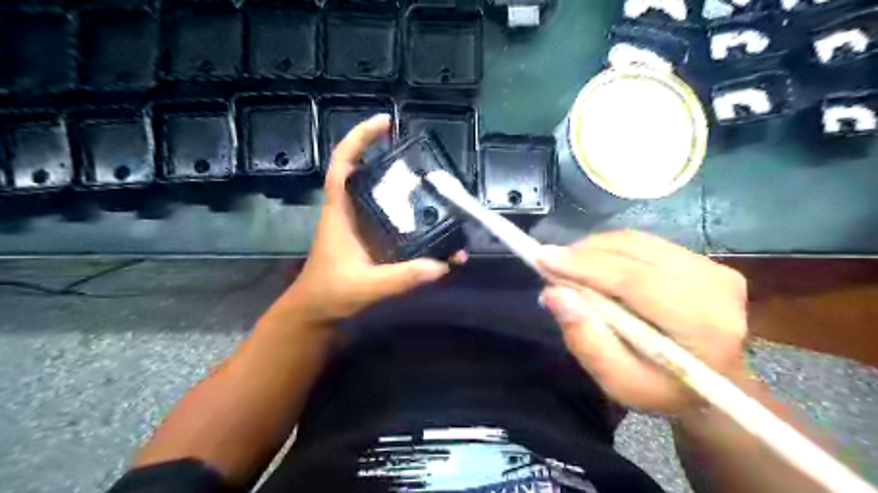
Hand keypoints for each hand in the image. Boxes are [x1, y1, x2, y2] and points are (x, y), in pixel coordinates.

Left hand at [271, 115, 454, 327]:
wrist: (316, 312)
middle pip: (366, 173)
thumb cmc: (330, 294)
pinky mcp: (369, 238)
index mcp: (340, 212)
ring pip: (379, 194)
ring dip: (402, 186)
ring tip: (432, 186)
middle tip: (422, 158)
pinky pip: (390, 216)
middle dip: (389, 158)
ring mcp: (360, 225)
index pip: (342, 165)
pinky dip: (408, 213)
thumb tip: (442, 265)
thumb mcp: (366, 286)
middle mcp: (350, 211)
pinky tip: (428, 219)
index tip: (386, 123)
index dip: (359, 138)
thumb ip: (402, 277)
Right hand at [535, 231, 745, 416]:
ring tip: (567, 267)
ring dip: (593, 250)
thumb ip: (587, 340)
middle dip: (583, 255)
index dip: (585, 266)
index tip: (542, 258)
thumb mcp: (619, 382)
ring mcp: (713, 268)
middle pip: (633, 253)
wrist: (716, 384)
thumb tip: (554, 294)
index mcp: (704, 326)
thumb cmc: (664, 390)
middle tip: (548, 264)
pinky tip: (592, 265)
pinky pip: (643, 243)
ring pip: (636, 242)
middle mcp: (716, 287)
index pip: (635, 281)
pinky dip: (609, 250)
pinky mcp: (704, 259)